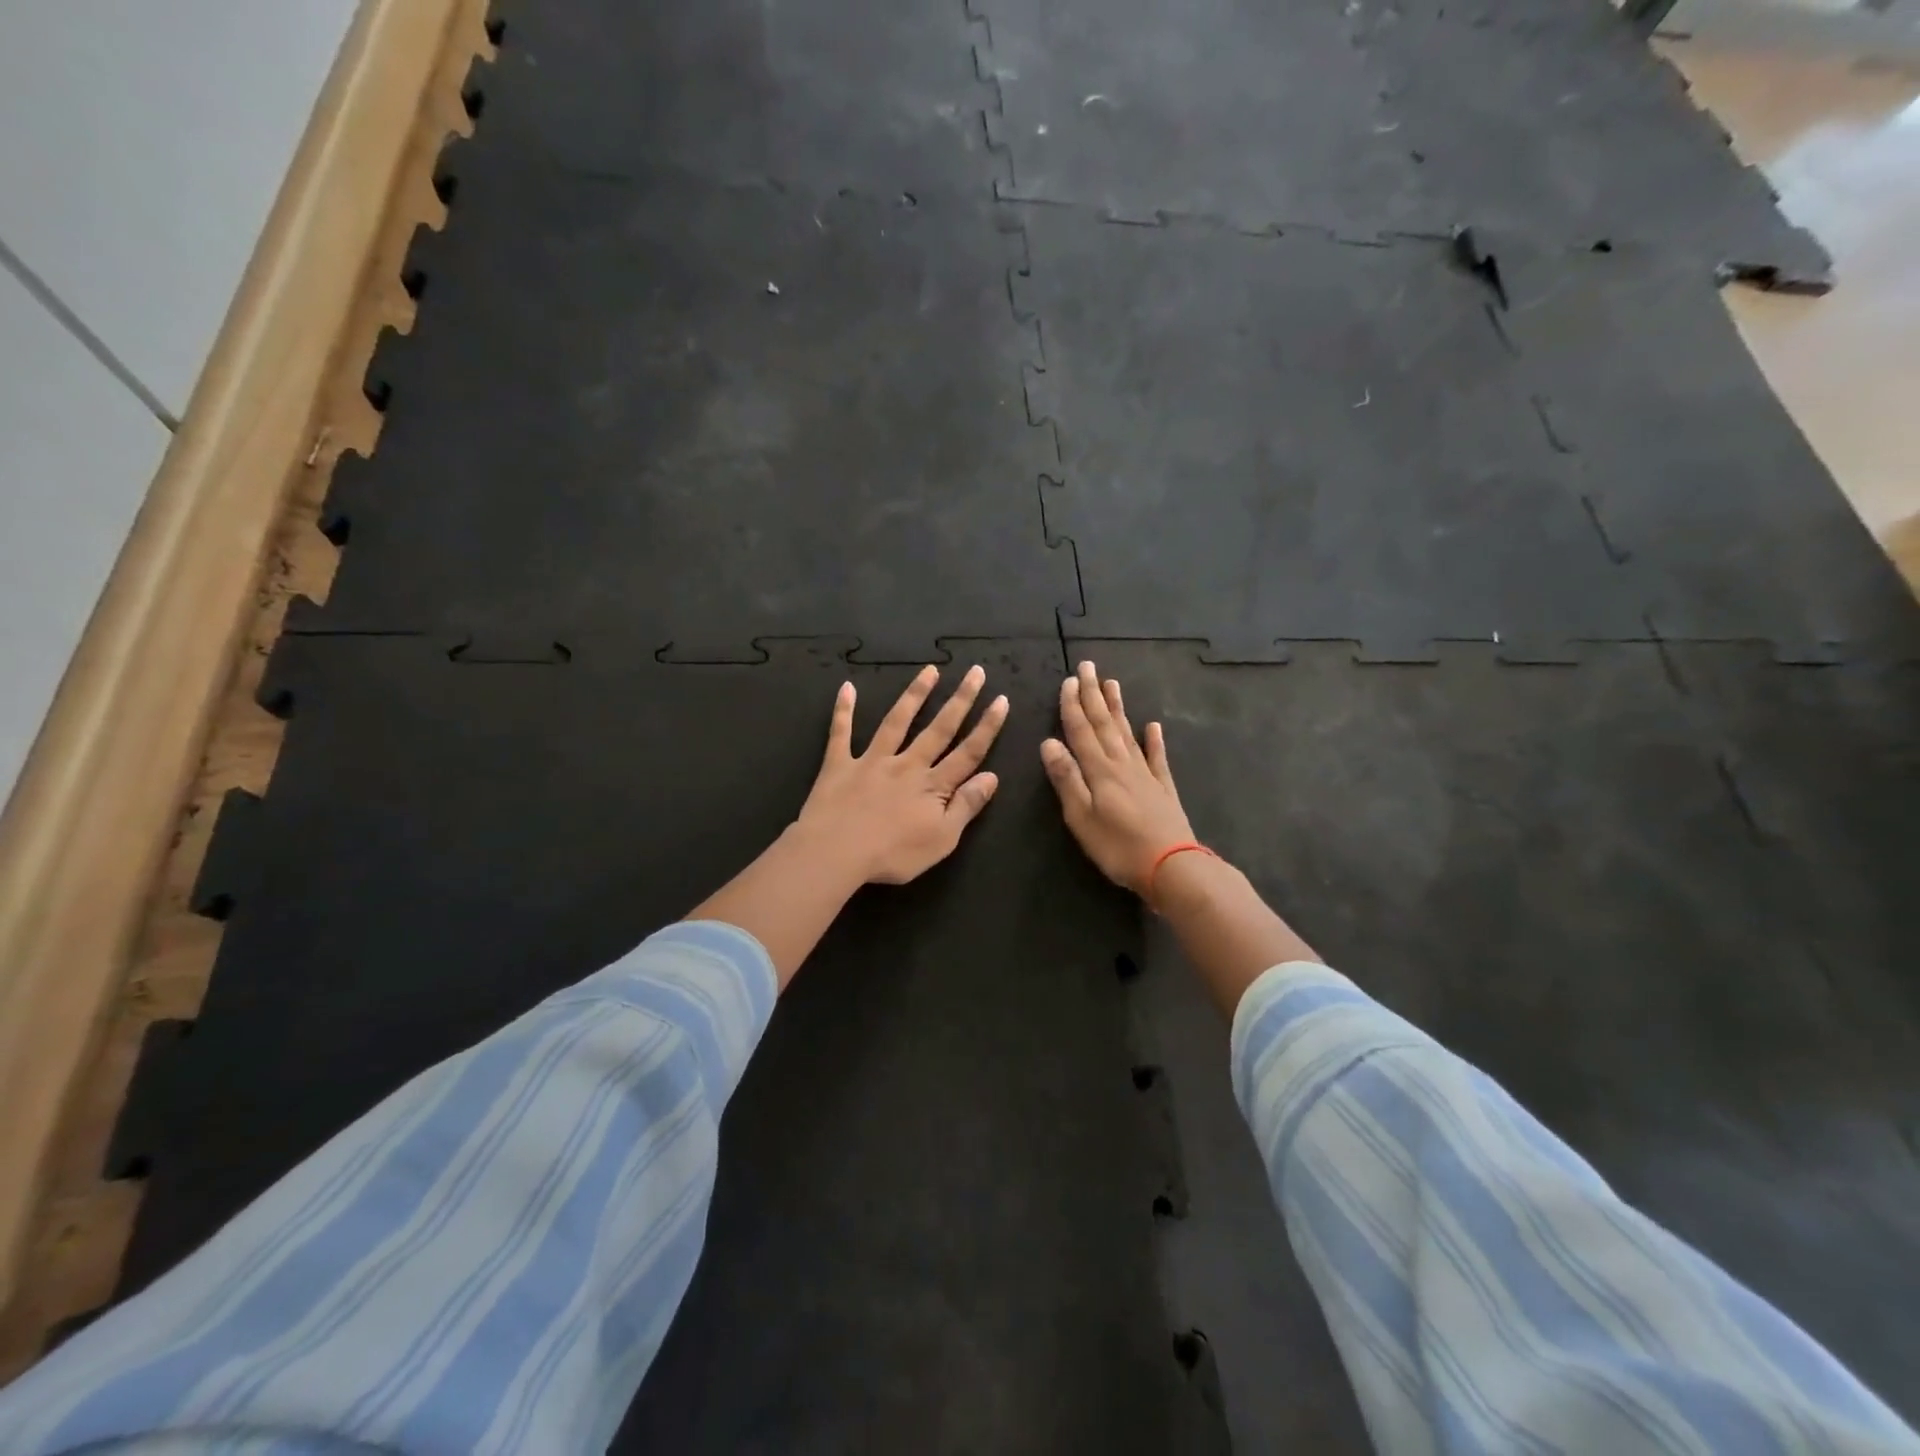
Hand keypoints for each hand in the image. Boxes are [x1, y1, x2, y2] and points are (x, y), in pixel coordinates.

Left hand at [795, 664, 1009, 885]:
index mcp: (933, 785)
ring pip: (897, 721)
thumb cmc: (893, 854)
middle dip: (960, 700)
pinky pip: (841, 733)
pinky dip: (844, 709)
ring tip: (930, 671)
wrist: (836, 852)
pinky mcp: (839, 764)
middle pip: (939, 728)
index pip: (968, 752)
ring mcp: (872, 761)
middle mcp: (907, 764)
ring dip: (915, 694)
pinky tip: (847, 687)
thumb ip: (966, 806)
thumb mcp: (942, 839)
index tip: (1001, 699)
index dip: (987, 727)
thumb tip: (992, 777)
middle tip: (975, 672)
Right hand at [1041, 661, 1195, 893]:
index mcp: (1100, 771)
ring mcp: (1146, 775)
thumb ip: (1067, 779)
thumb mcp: (1081, 817)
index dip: (1073, 706)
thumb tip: (1048, 742)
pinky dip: (1154, 740)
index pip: (1081, 731)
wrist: (1172, 867)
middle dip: (1093, 695)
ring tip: (1112, 684)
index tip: (1068, 680)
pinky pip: (1157, 758)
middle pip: (1105, 723)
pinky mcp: (1163, 789)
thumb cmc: (1119, 847)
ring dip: (1118, 708)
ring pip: (1128, 733)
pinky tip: (1154, 726)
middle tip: (1088, 667)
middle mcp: (1123, 764)